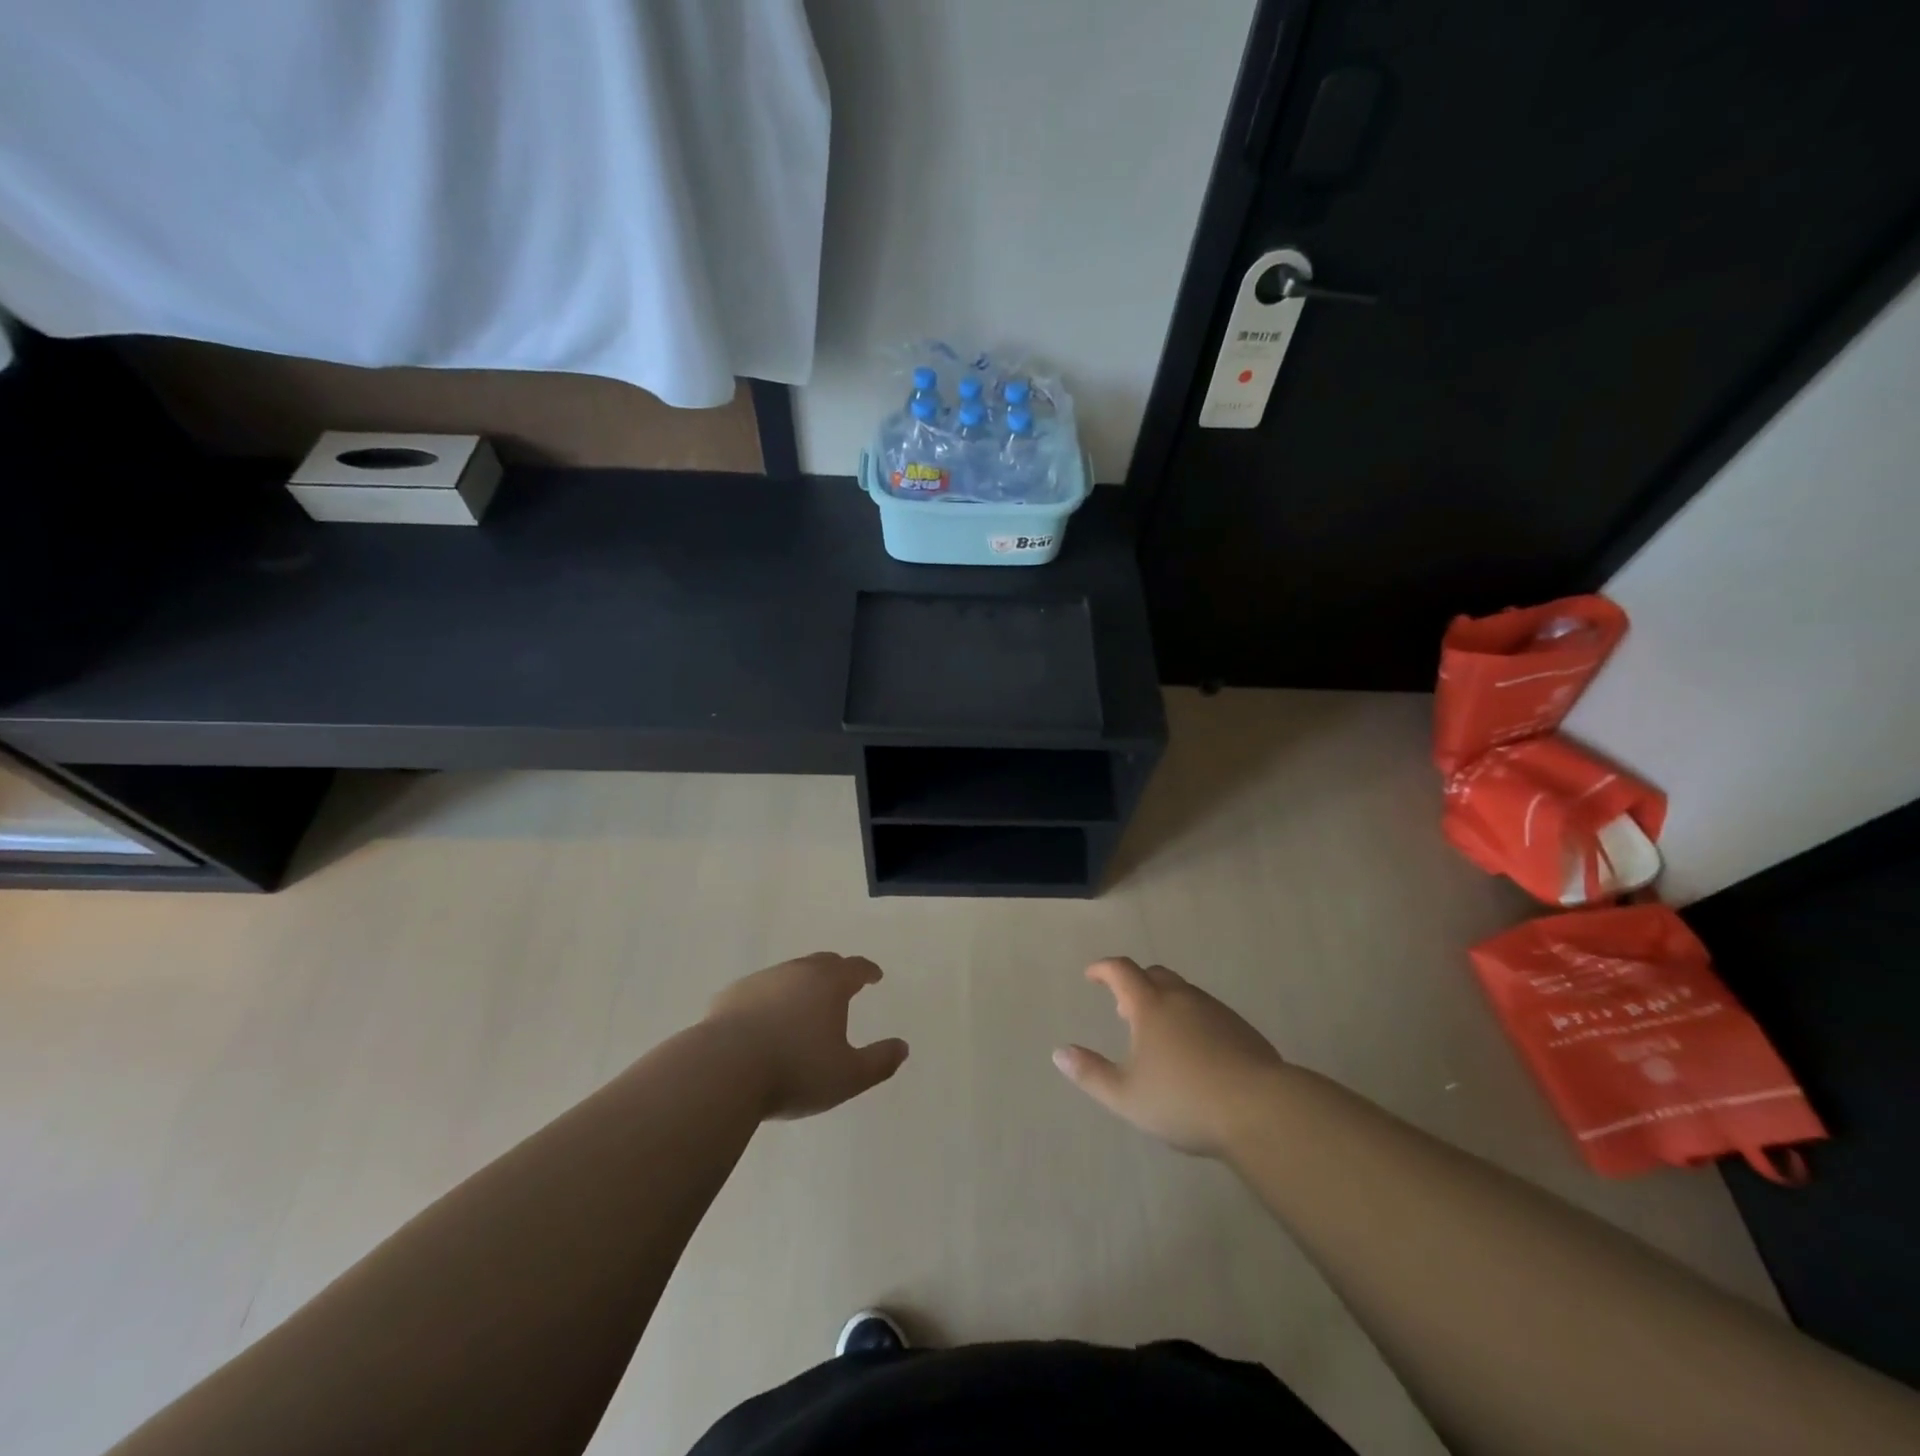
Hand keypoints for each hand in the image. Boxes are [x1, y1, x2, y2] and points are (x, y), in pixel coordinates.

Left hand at [706, 953, 908, 1119]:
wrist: (722, 1071)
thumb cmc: (795, 1070)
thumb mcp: (848, 1076)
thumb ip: (879, 1062)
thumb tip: (902, 1047)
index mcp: (828, 983)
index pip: (855, 967)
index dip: (868, 971)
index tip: (875, 976)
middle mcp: (796, 971)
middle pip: (822, 963)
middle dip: (836, 971)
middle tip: (843, 985)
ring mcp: (760, 981)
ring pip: (788, 974)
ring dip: (800, 985)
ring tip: (802, 1008)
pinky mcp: (730, 996)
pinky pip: (757, 992)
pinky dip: (768, 1001)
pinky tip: (763, 1022)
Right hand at [1054, 957, 1286, 1155]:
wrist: (1262, 1110)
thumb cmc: (1185, 1101)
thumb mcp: (1126, 1096)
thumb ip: (1090, 1073)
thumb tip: (1059, 1053)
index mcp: (1150, 1006)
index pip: (1121, 971)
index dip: (1103, 969)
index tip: (1091, 975)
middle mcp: (1182, 998)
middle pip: (1154, 974)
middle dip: (1135, 983)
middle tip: (1123, 1008)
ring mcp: (1215, 1010)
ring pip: (1183, 992)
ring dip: (1164, 1001)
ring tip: (1158, 1033)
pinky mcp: (1241, 1028)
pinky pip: (1206, 1011)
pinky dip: (1190, 1018)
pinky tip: (1195, 1051)